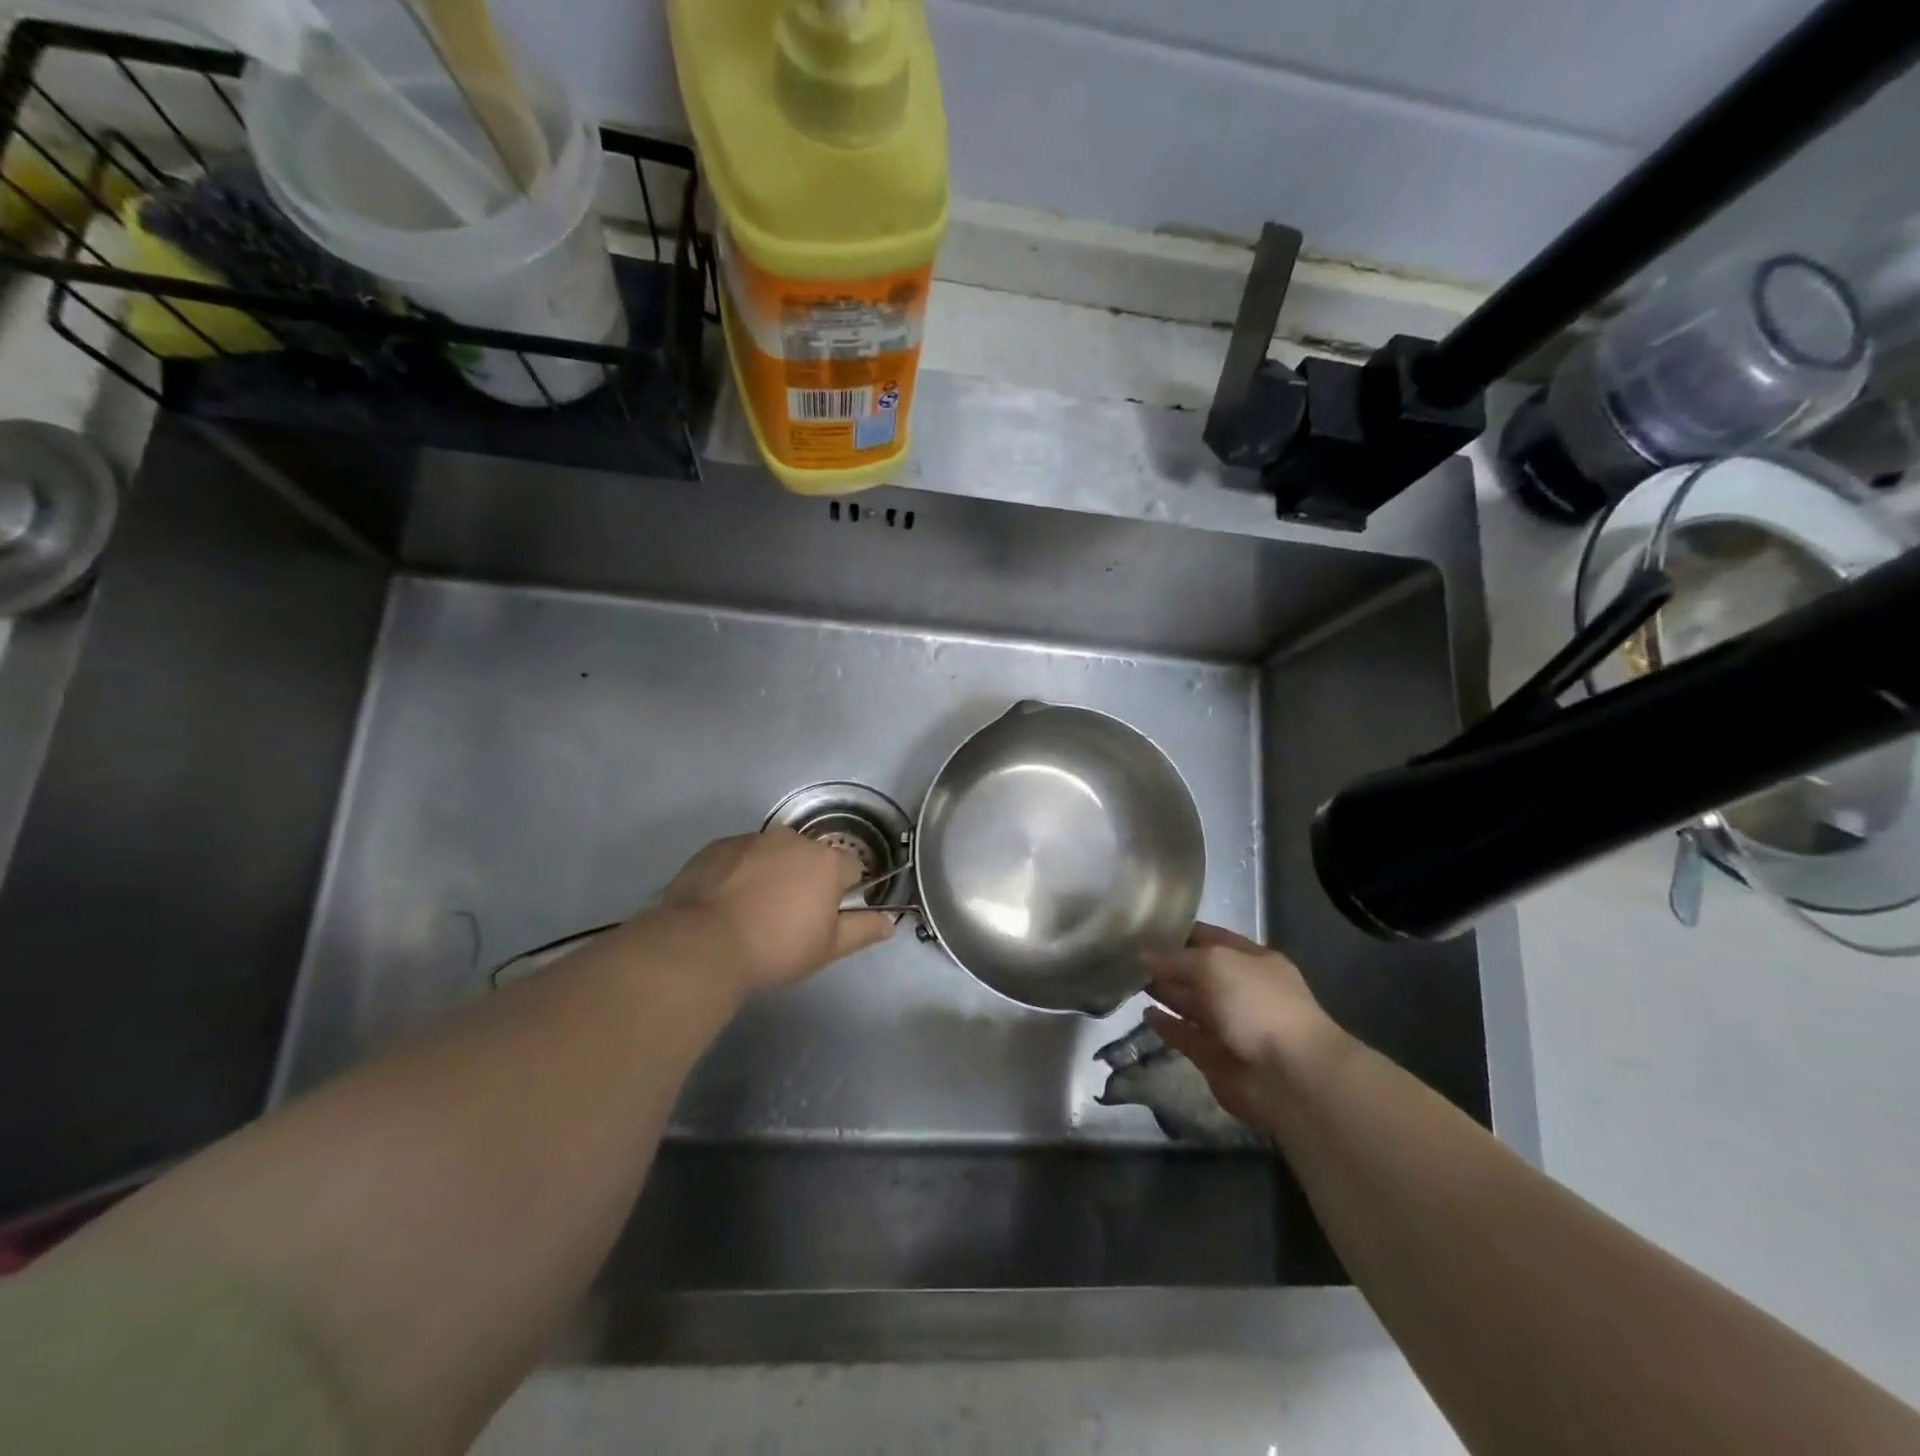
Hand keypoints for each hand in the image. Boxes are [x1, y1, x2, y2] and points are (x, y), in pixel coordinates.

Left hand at [658, 826, 893, 993]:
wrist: (701, 944)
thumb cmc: (776, 948)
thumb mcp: (828, 948)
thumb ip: (863, 930)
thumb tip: (890, 921)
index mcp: (825, 861)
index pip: (850, 866)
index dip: (843, 890)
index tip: (827, 914)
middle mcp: (792, 840)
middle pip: (809, 856)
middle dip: (805, 878)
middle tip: (788, 915)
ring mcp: (751, 839)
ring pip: (772, 853)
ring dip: (771, 873)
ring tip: (752, 910)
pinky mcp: (717, 847)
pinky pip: (739, 857)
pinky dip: (738, 873)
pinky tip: (725, 903)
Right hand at [1143, 923, 1350, 1132]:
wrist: (1289, 1076)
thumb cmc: (1256, 1005)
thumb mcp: (1214, 964)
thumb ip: (1176, 958)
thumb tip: (1144, 956)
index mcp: (1252, 960)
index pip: (1210, 938)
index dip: (1179, 932)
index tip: (1145, 927)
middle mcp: (1242, 990)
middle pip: (1198, 972)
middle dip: (1168, 963)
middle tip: (1127, 955)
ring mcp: (1231, 1025)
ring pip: (1191, 1004)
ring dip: (1165, 993)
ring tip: (1130, 981)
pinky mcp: (1217, 1058)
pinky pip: (1187, 1036)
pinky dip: (1167, 1027)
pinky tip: (1145, 1015)